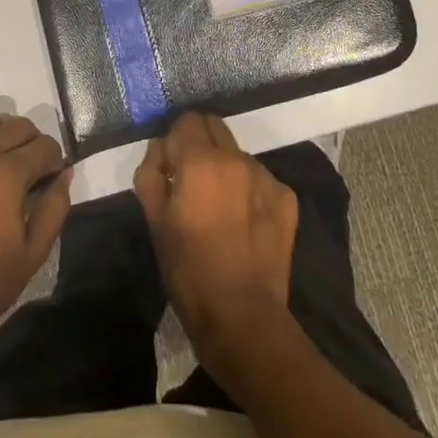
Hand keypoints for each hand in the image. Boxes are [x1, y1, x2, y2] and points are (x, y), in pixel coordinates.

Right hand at [134, 112, 297, 365]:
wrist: (242, 316)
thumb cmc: (188, 270)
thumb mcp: (154, 221)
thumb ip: (151, 172)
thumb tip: (161, 148)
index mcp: (200, 161)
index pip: (186, 120)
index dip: (175, 140)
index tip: (171, 166)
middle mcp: (236, 158)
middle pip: (215, 126)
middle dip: (200, 144)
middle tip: (192, 179)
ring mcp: (266, 176)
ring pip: (238, 154)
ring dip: (225, 168)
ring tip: (219, 206)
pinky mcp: (287, 198)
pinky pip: (260, 179)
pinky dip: (248, 190)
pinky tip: (243, 222)